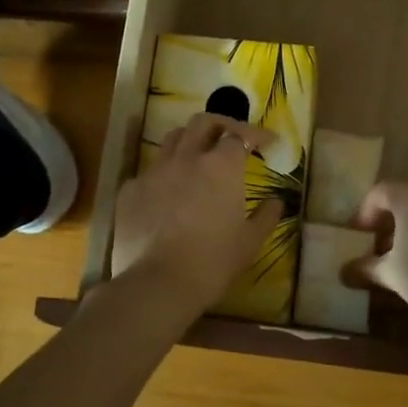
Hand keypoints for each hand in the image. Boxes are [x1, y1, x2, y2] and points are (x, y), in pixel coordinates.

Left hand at [112, 114, 282, 315]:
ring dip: (190, 140)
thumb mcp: (250, 242)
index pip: (241, 135)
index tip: (269, 141)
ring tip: (199, 155)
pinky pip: (151, 170)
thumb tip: (277, 201)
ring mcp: (155, 171)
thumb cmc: (212, 263)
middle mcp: (187, 158)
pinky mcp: (131, 189)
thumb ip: (267, 216)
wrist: (156, 284)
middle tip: (232, 138)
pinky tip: (169, 192)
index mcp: (221, 166)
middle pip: (204, 122)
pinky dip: (166, 172)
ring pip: (173, 138)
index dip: (257, 134)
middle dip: (222, 124)